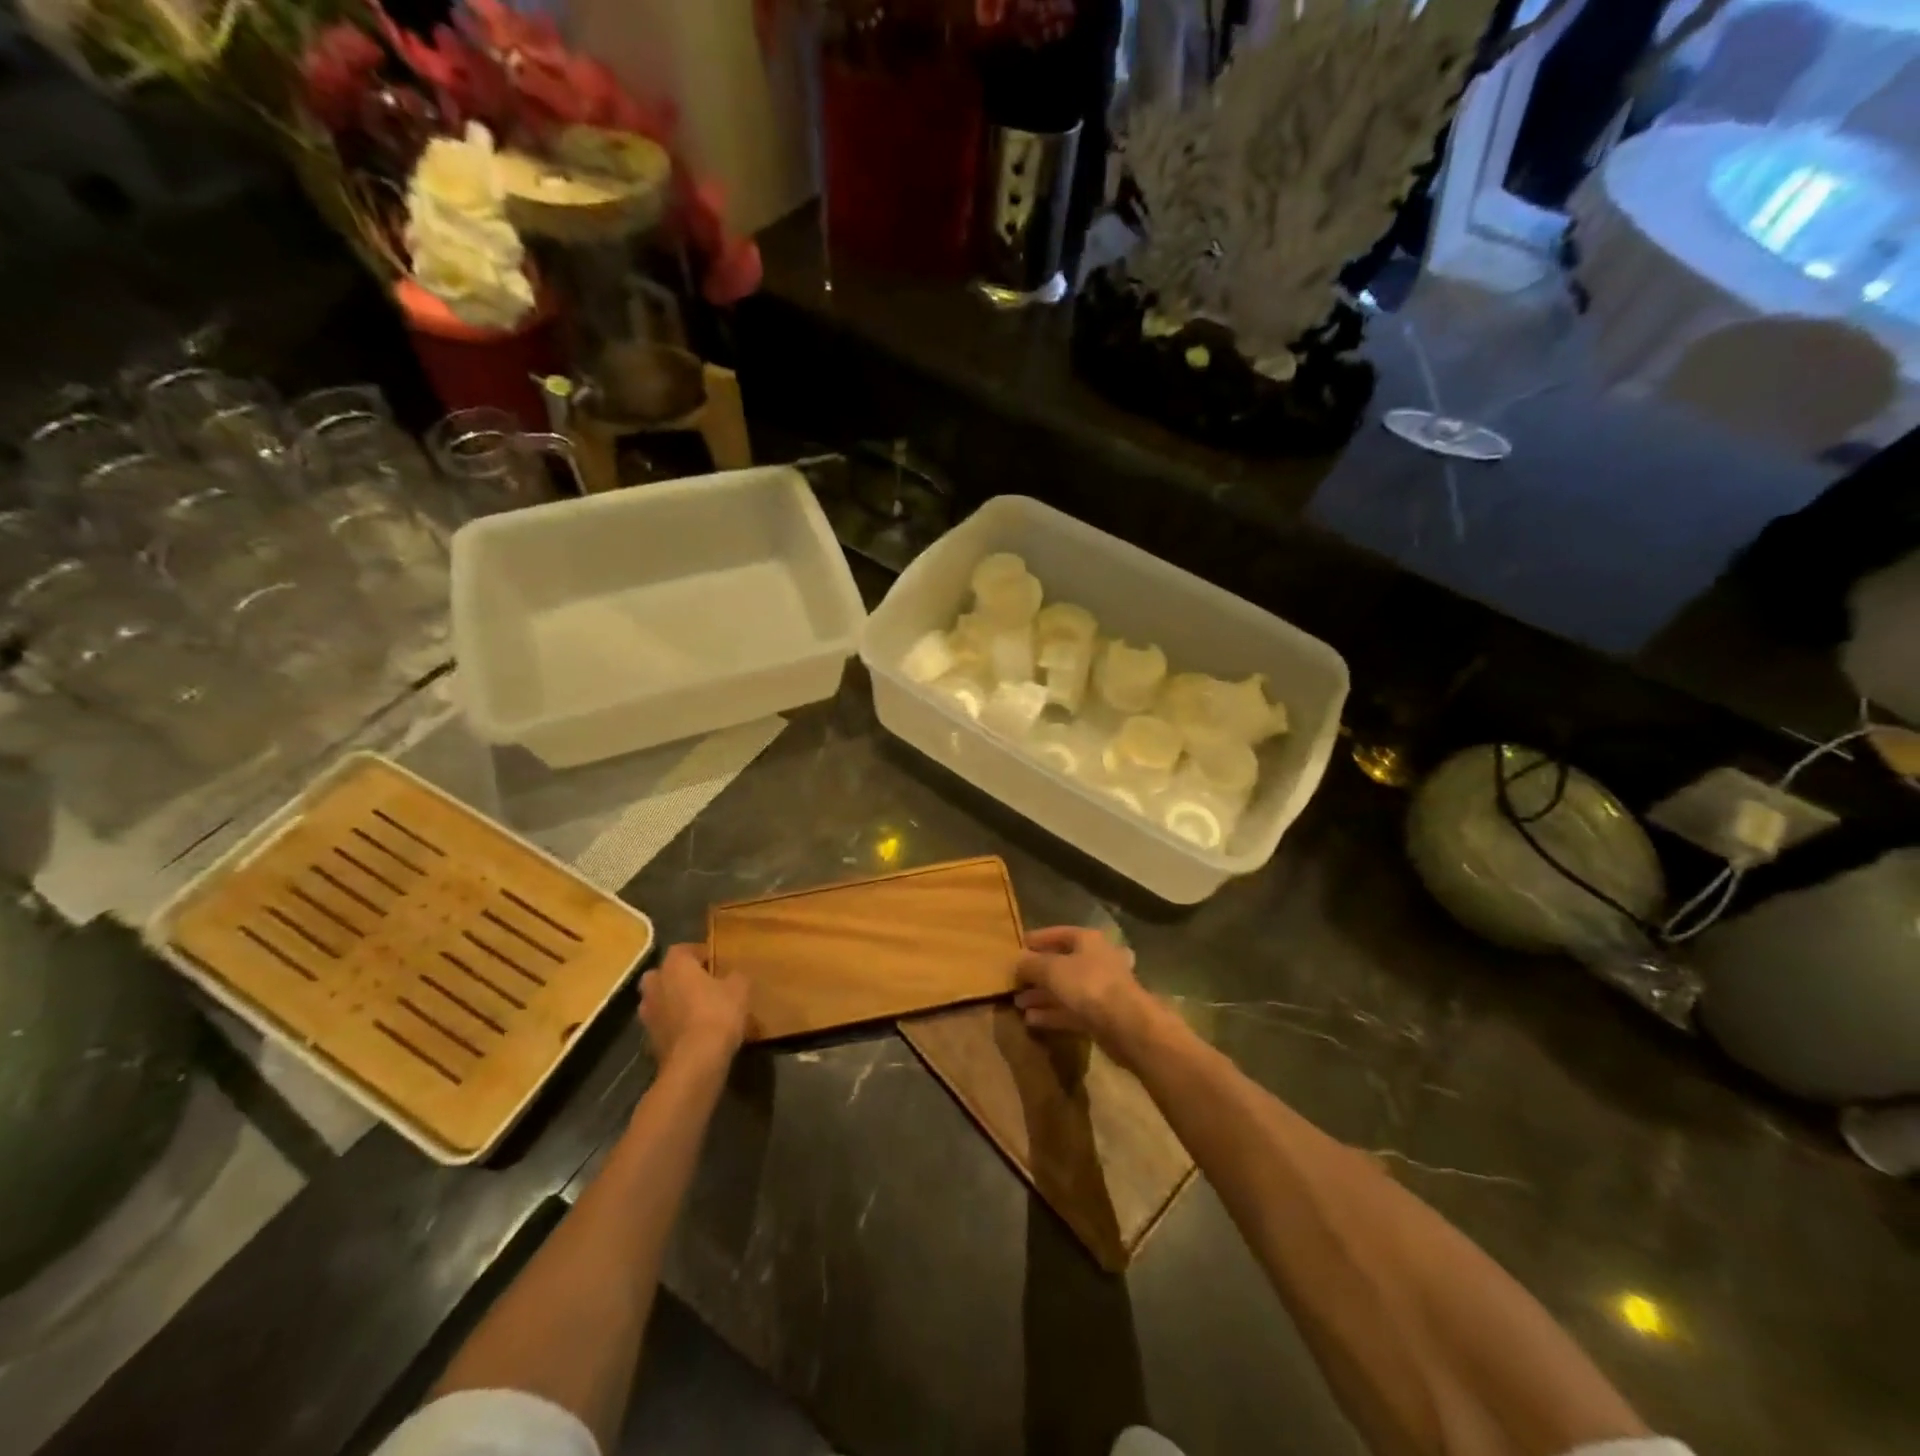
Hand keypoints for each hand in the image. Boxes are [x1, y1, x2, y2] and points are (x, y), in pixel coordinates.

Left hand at [639, 943, 750, 1069]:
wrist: (695, 1062)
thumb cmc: (717, 1013)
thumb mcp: (740, 988)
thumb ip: (735, 976)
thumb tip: (733, 975)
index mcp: (674, 965)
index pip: (682, 949)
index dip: (699, 953)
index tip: (715, 962)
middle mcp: (655, 985)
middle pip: (663, 974)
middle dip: (678, 977)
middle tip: (701, 984)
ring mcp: (648, 1015)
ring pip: (659, 1000)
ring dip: (673, 1002)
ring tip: (697, 1010)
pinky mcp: (649, 1041)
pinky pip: (663, 1025)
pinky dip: (673, 1026)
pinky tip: (693, 1033)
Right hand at [1014, 926, 1157, 1056]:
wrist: (1125, 1024)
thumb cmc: (1088, 984)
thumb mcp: (1051, 969)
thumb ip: (1031, 964)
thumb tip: (1017, 961)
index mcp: (1088, 940)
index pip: (1059, 933)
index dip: (1038, 939)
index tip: (1018, 946)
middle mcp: (1097, 960)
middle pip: (1063, 963)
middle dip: (1038, 973)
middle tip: (1016, 980)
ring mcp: (1101, 989)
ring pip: (1066, 989)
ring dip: (1042, 995)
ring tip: (1018, 1003)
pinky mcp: (1101, 1015)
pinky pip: (1071, 1010)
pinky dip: (1052, 1013)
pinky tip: (1031, 1020)